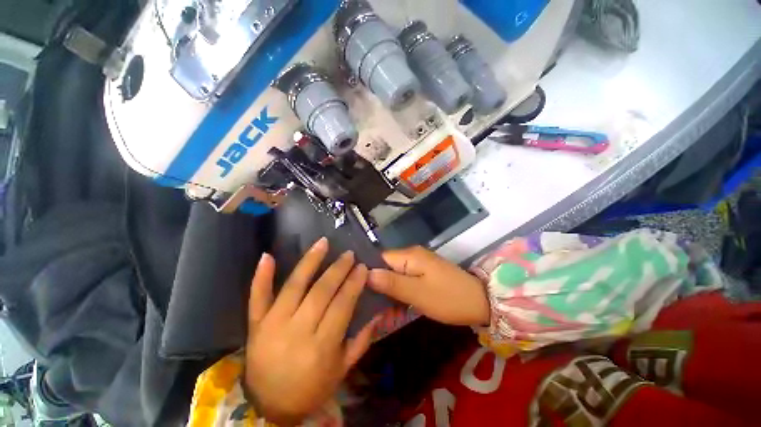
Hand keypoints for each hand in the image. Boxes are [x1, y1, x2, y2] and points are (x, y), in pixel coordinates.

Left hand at [245, 238, 378, 425]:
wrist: (270, 406)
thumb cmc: (312, 388)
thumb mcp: (343, 369)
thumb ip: (362, 341)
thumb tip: (378, 313)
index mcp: (321, 347)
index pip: (342, 305)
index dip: (353, 283)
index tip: (362, 267)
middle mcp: (297, 331)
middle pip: (321, 292)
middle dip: (338, 269)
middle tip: (348, 254)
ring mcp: (273, 325)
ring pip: (294, 286)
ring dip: (310, 261)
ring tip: (323, 243)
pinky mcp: (255, 324)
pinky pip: (257, 297)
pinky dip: (261, 276)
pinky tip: (267, 256)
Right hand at [368, 246, 489, 326]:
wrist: (481, 302)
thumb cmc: (448, 298)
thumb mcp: (418, 293)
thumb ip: (391, 283)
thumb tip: (366, 274)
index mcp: (409, 256)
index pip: (379, 258)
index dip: (368, 272)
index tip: (358, 290)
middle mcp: (412, 255)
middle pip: (386, 265)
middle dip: (376, 282)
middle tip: (365, 302)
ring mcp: (419, 263)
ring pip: (395, 273)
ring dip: (387, 287)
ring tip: (375, 305)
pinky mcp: (424, 272)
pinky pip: (405, 278)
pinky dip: (398, 289)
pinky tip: (391, 303)